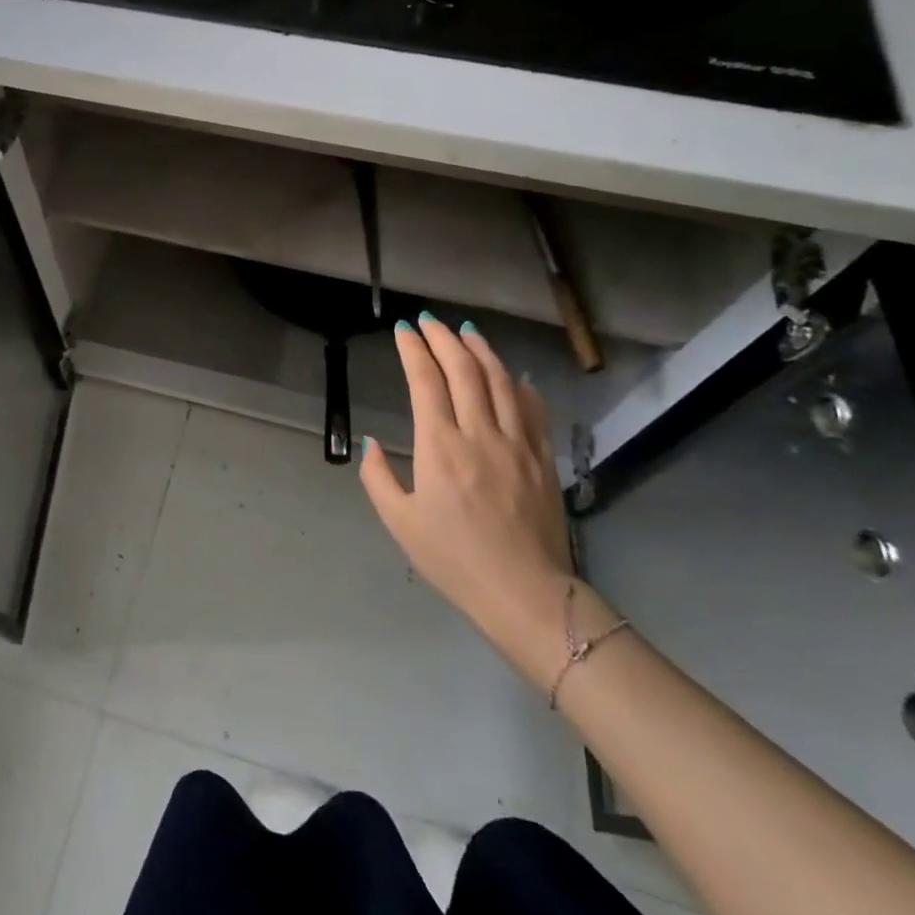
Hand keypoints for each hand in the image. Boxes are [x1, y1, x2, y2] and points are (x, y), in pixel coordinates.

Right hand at [359, 315, 575, 689]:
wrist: (525, 593)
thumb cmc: (454, 560)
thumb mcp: (400, 523)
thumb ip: (378, 477)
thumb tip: (372, 443)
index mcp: (440, 447)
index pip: (426, 381)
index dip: (413, 350)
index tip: (403, 330)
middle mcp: (479, 433)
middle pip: (463, 369)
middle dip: (443, 338)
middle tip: (429, 320)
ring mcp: (517, 442)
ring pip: (500, 380)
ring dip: (481, 349)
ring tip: (466, 330)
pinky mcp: (542, 457)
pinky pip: (532, 408)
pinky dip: (518, 384)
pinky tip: (511, 374)